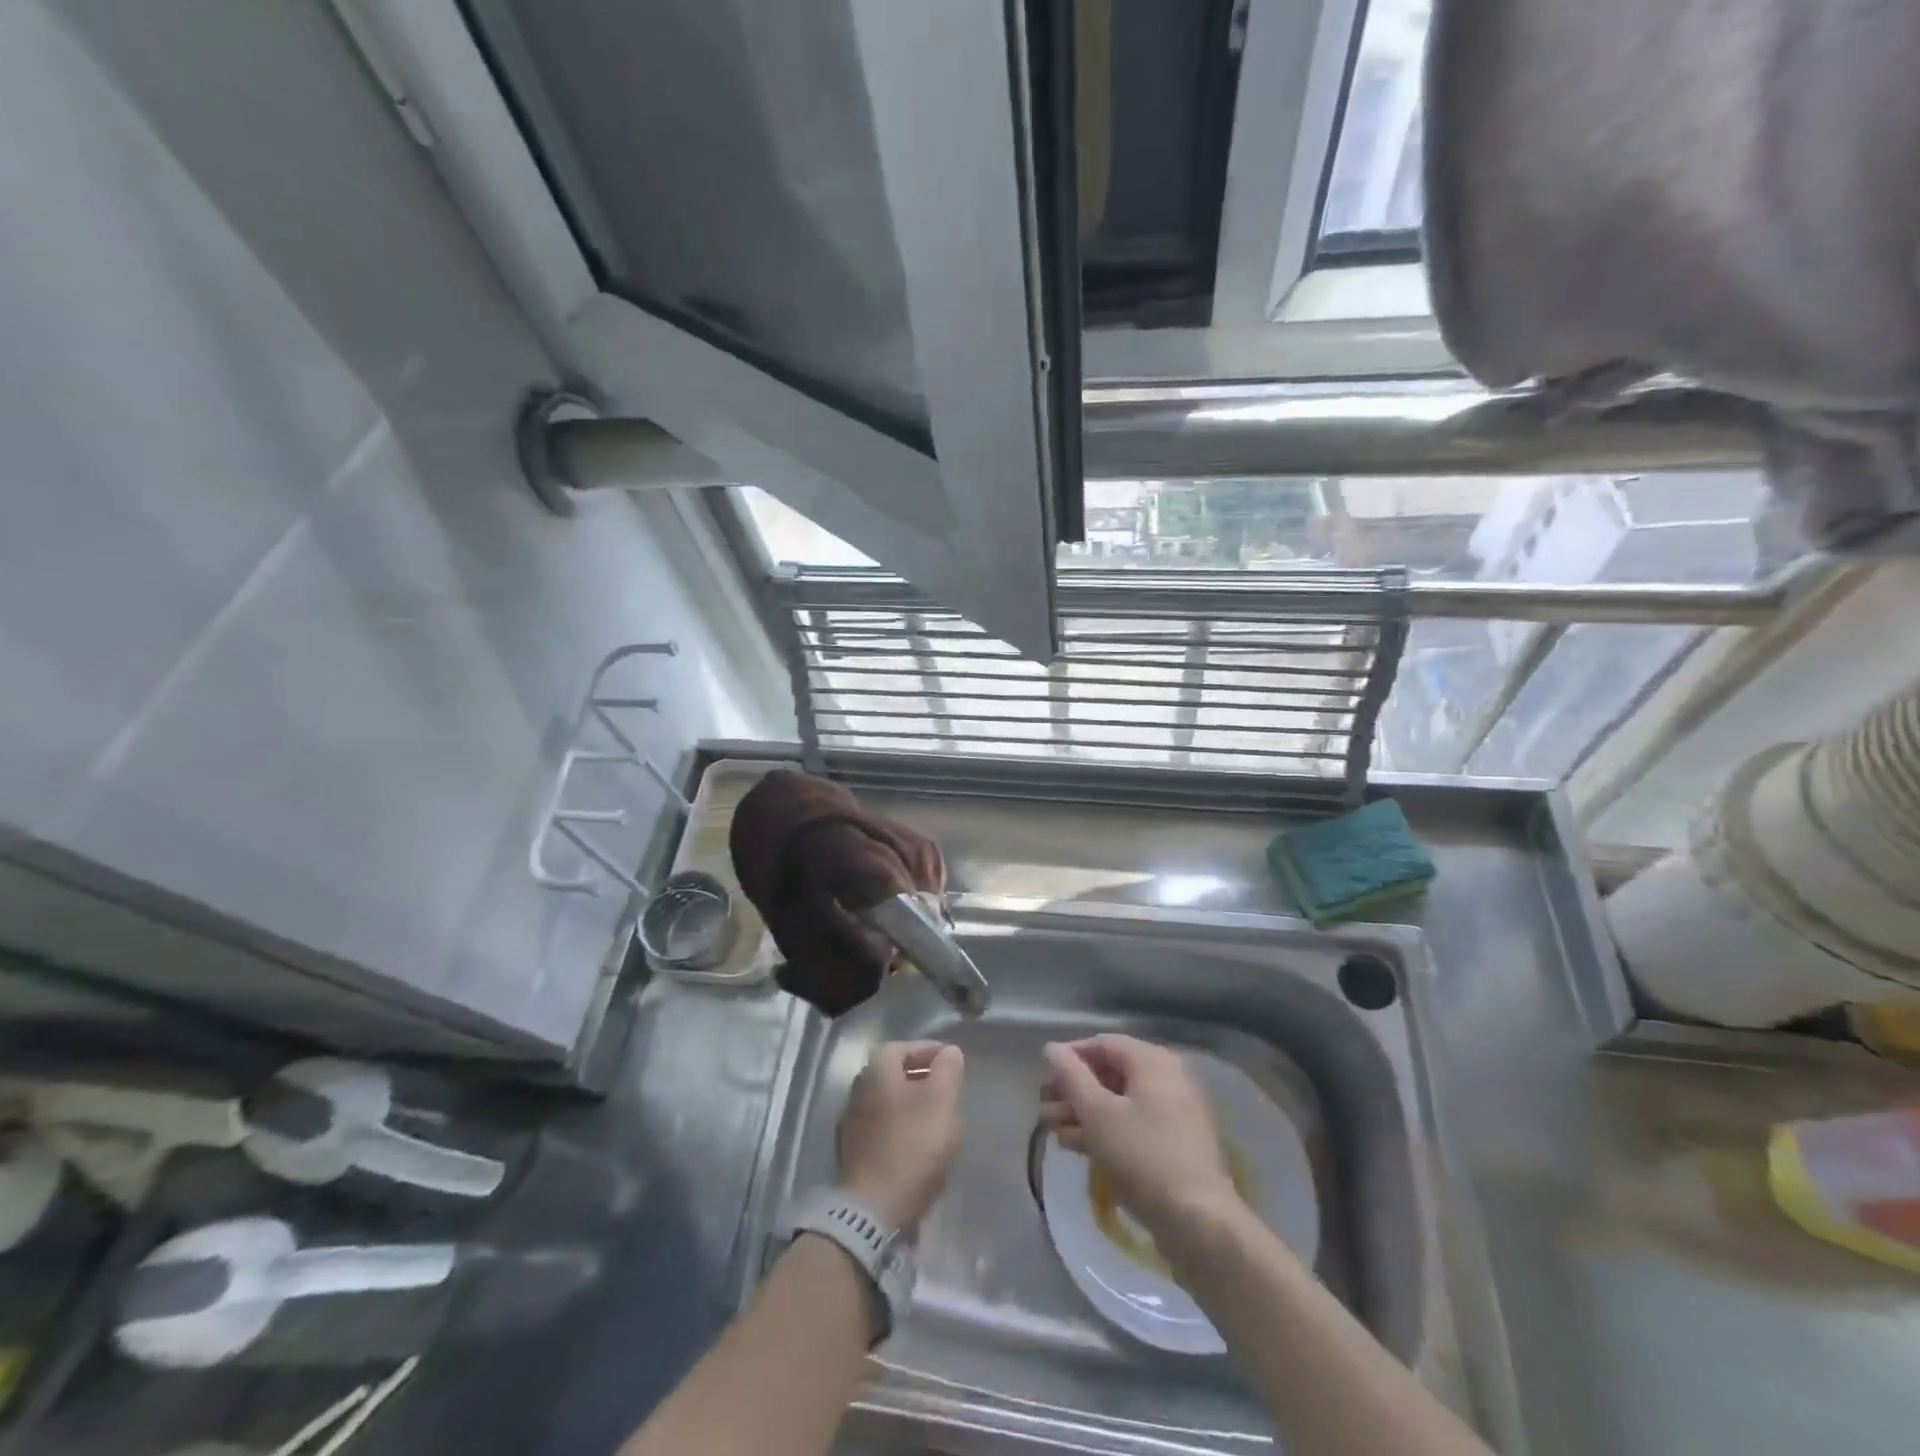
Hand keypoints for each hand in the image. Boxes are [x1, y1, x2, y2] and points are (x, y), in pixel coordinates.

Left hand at [838, 1040, 963, 1232]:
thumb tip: (949, 1052)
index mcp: (876, 1070)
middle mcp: (858, 1090)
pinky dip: (902, 1130)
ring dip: (913, 1106)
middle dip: (923, 1078)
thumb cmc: (912, 1146)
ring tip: (939, 1120)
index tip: (954, 1062)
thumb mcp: (941, 1102)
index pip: (904, 1047)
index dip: (931, 1051)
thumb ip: (948, 1071)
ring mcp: (852, 1124)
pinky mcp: (853, 1155)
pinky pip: (883, 1130)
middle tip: (949, 1090)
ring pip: (889, 1103)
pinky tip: (920, 1147)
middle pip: (895, 1074)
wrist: (872, 1211)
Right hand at [1040, 1035, 1240, 1242]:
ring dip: (1083, 1112)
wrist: (1199, 1223)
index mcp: (1152, 1061)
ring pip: (1119, 1102)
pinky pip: (1132, 1124)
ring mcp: (1173, 1113)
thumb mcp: (1098, 1113)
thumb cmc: (1143, 1156)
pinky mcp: (1173, 1144)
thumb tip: (1052, 1048)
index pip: (1103, 1043)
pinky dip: (1104, 1129)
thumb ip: (1072, 1077)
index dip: (1070, 1056)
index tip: (1043, 1075)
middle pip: (1110, 1073)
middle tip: (1043, 1106)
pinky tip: (1076, 1145)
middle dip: (1073, 1089)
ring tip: (1051, 1128)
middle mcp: (1166, 1078)